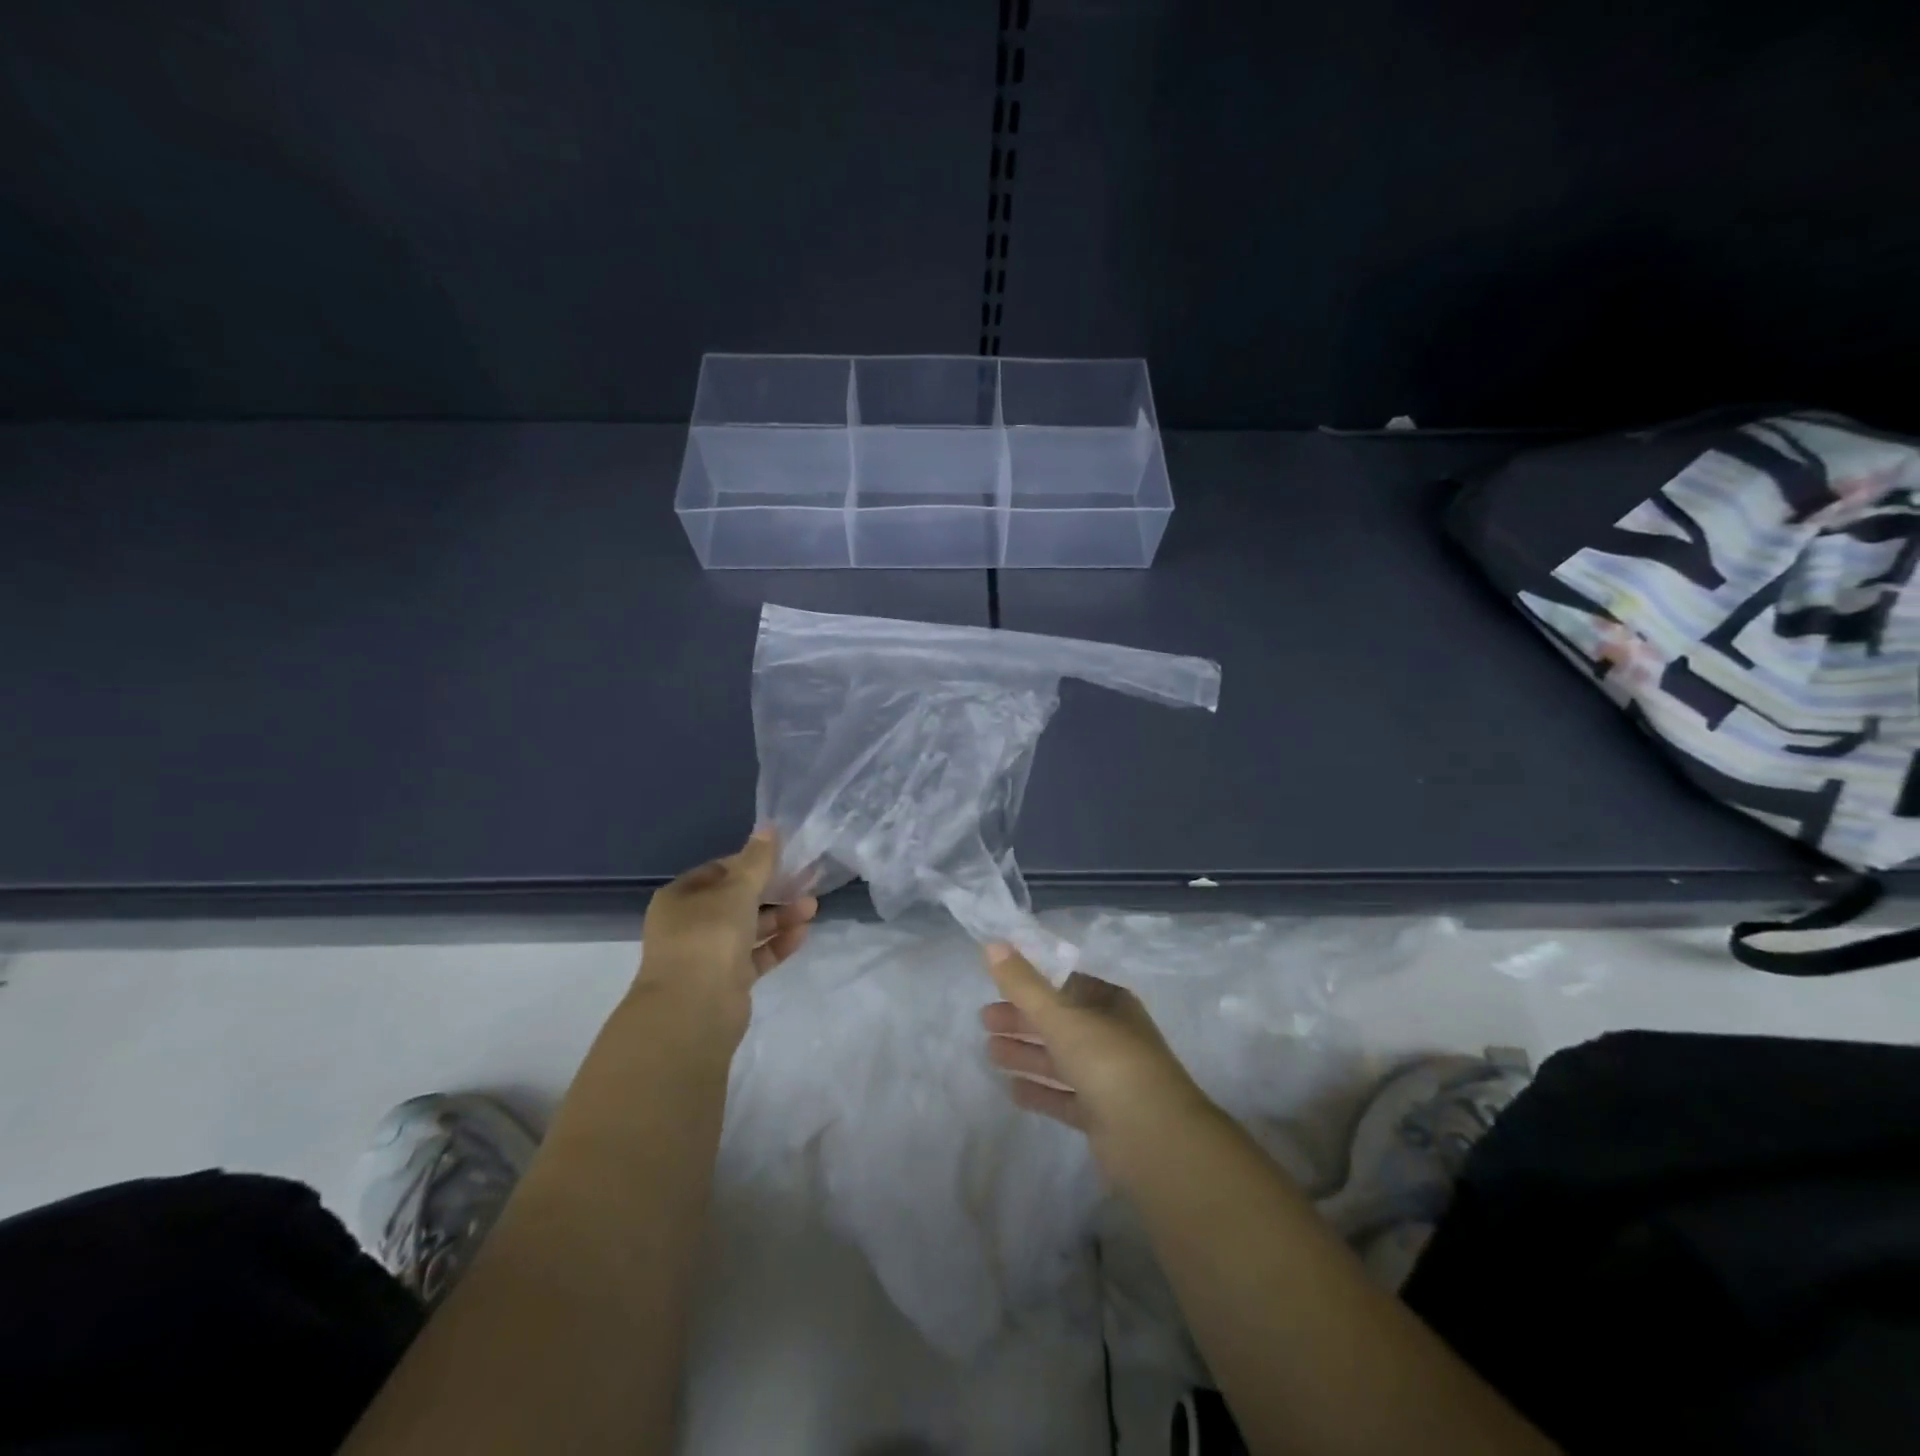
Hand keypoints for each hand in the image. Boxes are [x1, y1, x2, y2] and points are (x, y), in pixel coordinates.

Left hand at [640, 828, 817, 1035]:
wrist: (694, 1010)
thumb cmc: (709, 937)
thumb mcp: (737, 890)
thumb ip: (757, 860)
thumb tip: (769, 826)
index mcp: (681, 898)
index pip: (718, 871)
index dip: (750, 862)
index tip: (782, 858)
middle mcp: (690, 925)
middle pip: (736, 900)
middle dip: (772, 890)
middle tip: (806, 880)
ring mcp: (708, 955)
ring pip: (749, 928)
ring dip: (780, 916)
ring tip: (812, 907)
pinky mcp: (727, 980)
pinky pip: (756, 955)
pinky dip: (777, 943)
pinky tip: (803, 933)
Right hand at [979, 942, 1217, 1184]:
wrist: (1154, 1138)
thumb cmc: (1108, 1061)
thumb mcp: (1061, 1015)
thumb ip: (1024, 983)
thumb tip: (992, 944)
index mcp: (1111, 1004)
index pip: (1066, 985)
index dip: (1032, 983)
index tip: (997, 986)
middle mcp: (1112, 1036)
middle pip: (1060, 1022)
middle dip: (1023, 1019)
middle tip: (983, 1020)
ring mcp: (1109, 1078)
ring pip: (1060, 1059)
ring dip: (1026, 1053)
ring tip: (989, 1051)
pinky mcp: (1103, 1116)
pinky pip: (1064, 1096)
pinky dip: (1040, 1091)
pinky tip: (1012, 1090)